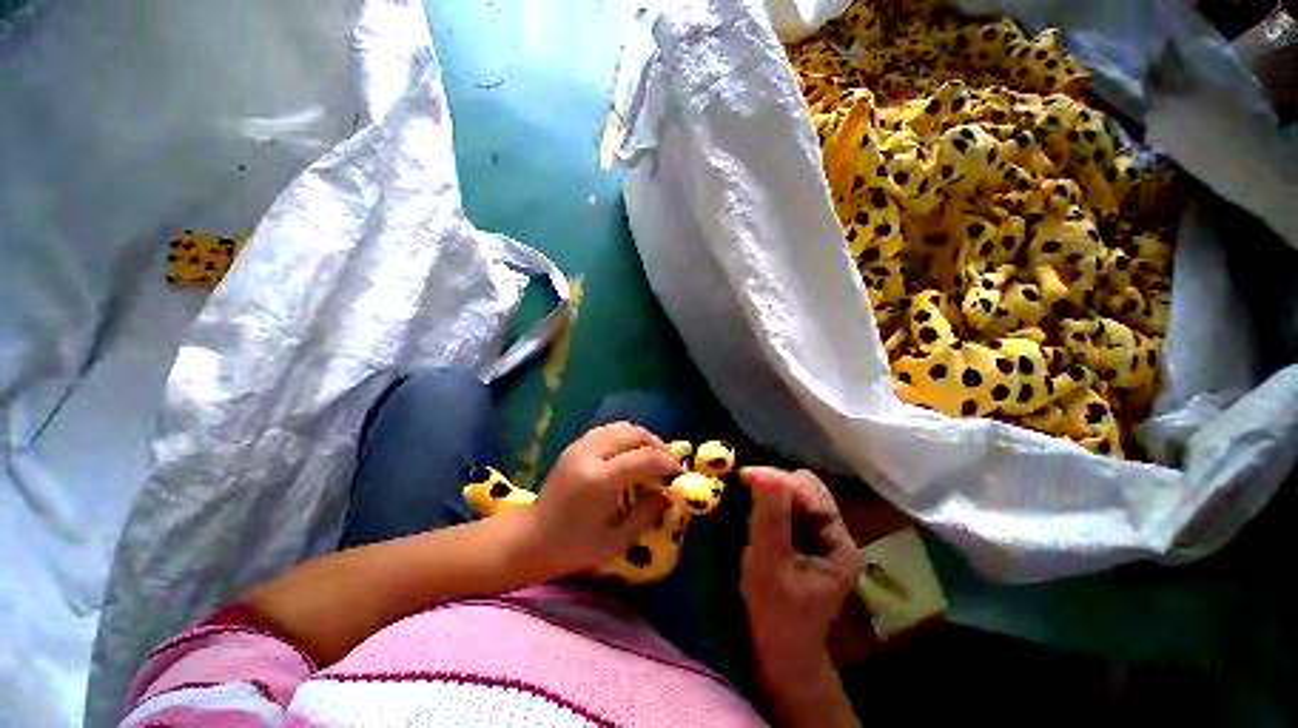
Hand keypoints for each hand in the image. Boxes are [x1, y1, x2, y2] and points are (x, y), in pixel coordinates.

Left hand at [522, 422, 681, 577]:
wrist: (531, 538)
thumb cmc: (574, 546)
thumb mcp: (617, 540)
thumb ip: (647, 513)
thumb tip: (668, 492)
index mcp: (600, 479)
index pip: (644, 457)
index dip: (666, 462)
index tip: (678, 472)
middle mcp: (590, 454)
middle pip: (634, 434)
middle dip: (656, 445)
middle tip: (666, 464)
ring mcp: (580, 446)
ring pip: (621, 426)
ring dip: (641, 437)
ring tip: (651, 456)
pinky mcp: (575, 445)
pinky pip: (608, 429)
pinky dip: (625, 435)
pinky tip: (629, 452)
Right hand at [740, 467, 863, 689]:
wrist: (781, 653)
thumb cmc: (777, 617)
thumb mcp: (770, 568)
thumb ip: (770, 520)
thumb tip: (764, 474)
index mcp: (840, 545)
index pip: (813, 494)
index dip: (779, 480)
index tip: (744, 476)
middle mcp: (836, 535)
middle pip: (808, 490)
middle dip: (776, 484)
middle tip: (745, 485)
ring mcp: (821, 536)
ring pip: (797, 496)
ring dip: (771, 491)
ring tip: (748, 496)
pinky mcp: (804, 539)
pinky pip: (788, 507)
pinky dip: (769, 502)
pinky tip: (754, 508)